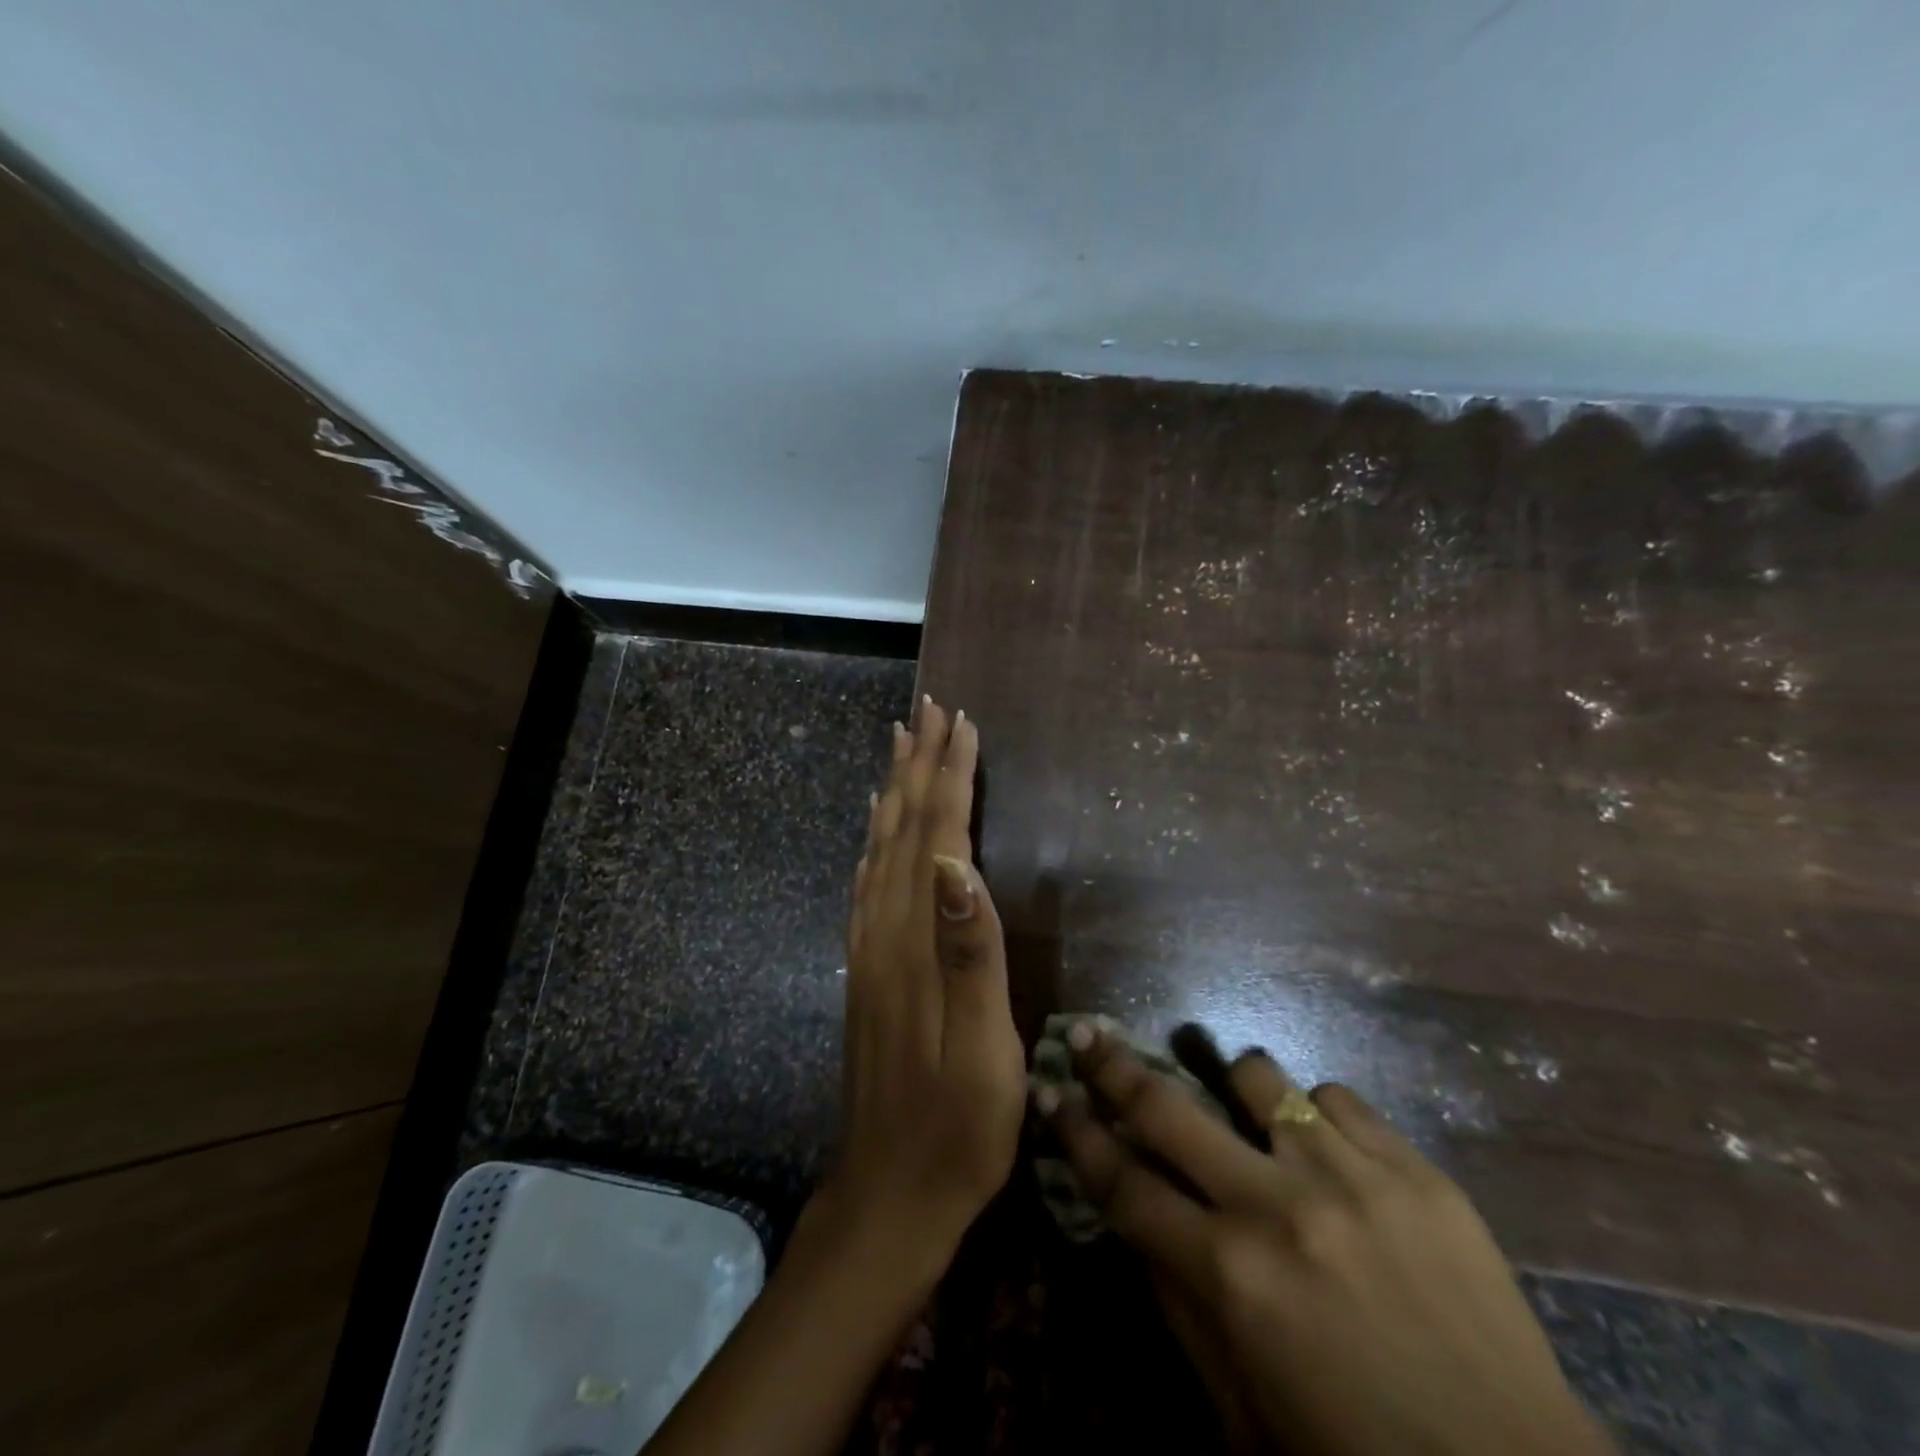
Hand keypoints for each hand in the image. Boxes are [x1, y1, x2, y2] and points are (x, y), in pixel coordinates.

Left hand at [644, 702, 1020, 1455]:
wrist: (889, 1196)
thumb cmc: (957, 1129)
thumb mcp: (984, 1049)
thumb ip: (971, 951)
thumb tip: (957, 861)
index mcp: (917, 942)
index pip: (936, 837)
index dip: (950, 778)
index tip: (961, 724)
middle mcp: (883, 931)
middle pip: (901, 830)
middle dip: (918, 766)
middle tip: (927, 711)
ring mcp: (869, 950)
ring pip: (880, 849)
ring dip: (893, 792)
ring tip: (900, 746)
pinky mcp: (866, 970)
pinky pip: (867, 885)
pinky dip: (875, 841)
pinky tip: (877, 829)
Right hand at [1040, 1027, 1615, 1455]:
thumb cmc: (1356, 1455)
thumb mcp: (1241, 1412)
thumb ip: (1177, 1308)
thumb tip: (1135, 1222)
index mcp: (1229, 1277)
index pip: (1122, 1182)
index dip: (1075, 1133)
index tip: (1049, 1090)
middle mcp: (1276, 1206)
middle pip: (1167, 1108)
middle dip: (1114, 1066)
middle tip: (1089, 1035)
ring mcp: (1348, 1175)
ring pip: (1255, 1076)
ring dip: (1231, 1085)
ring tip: (1239, 1105)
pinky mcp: (1412, 1166)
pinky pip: (1335, 1096)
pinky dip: (1315, 1114)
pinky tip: (1327, 1149)